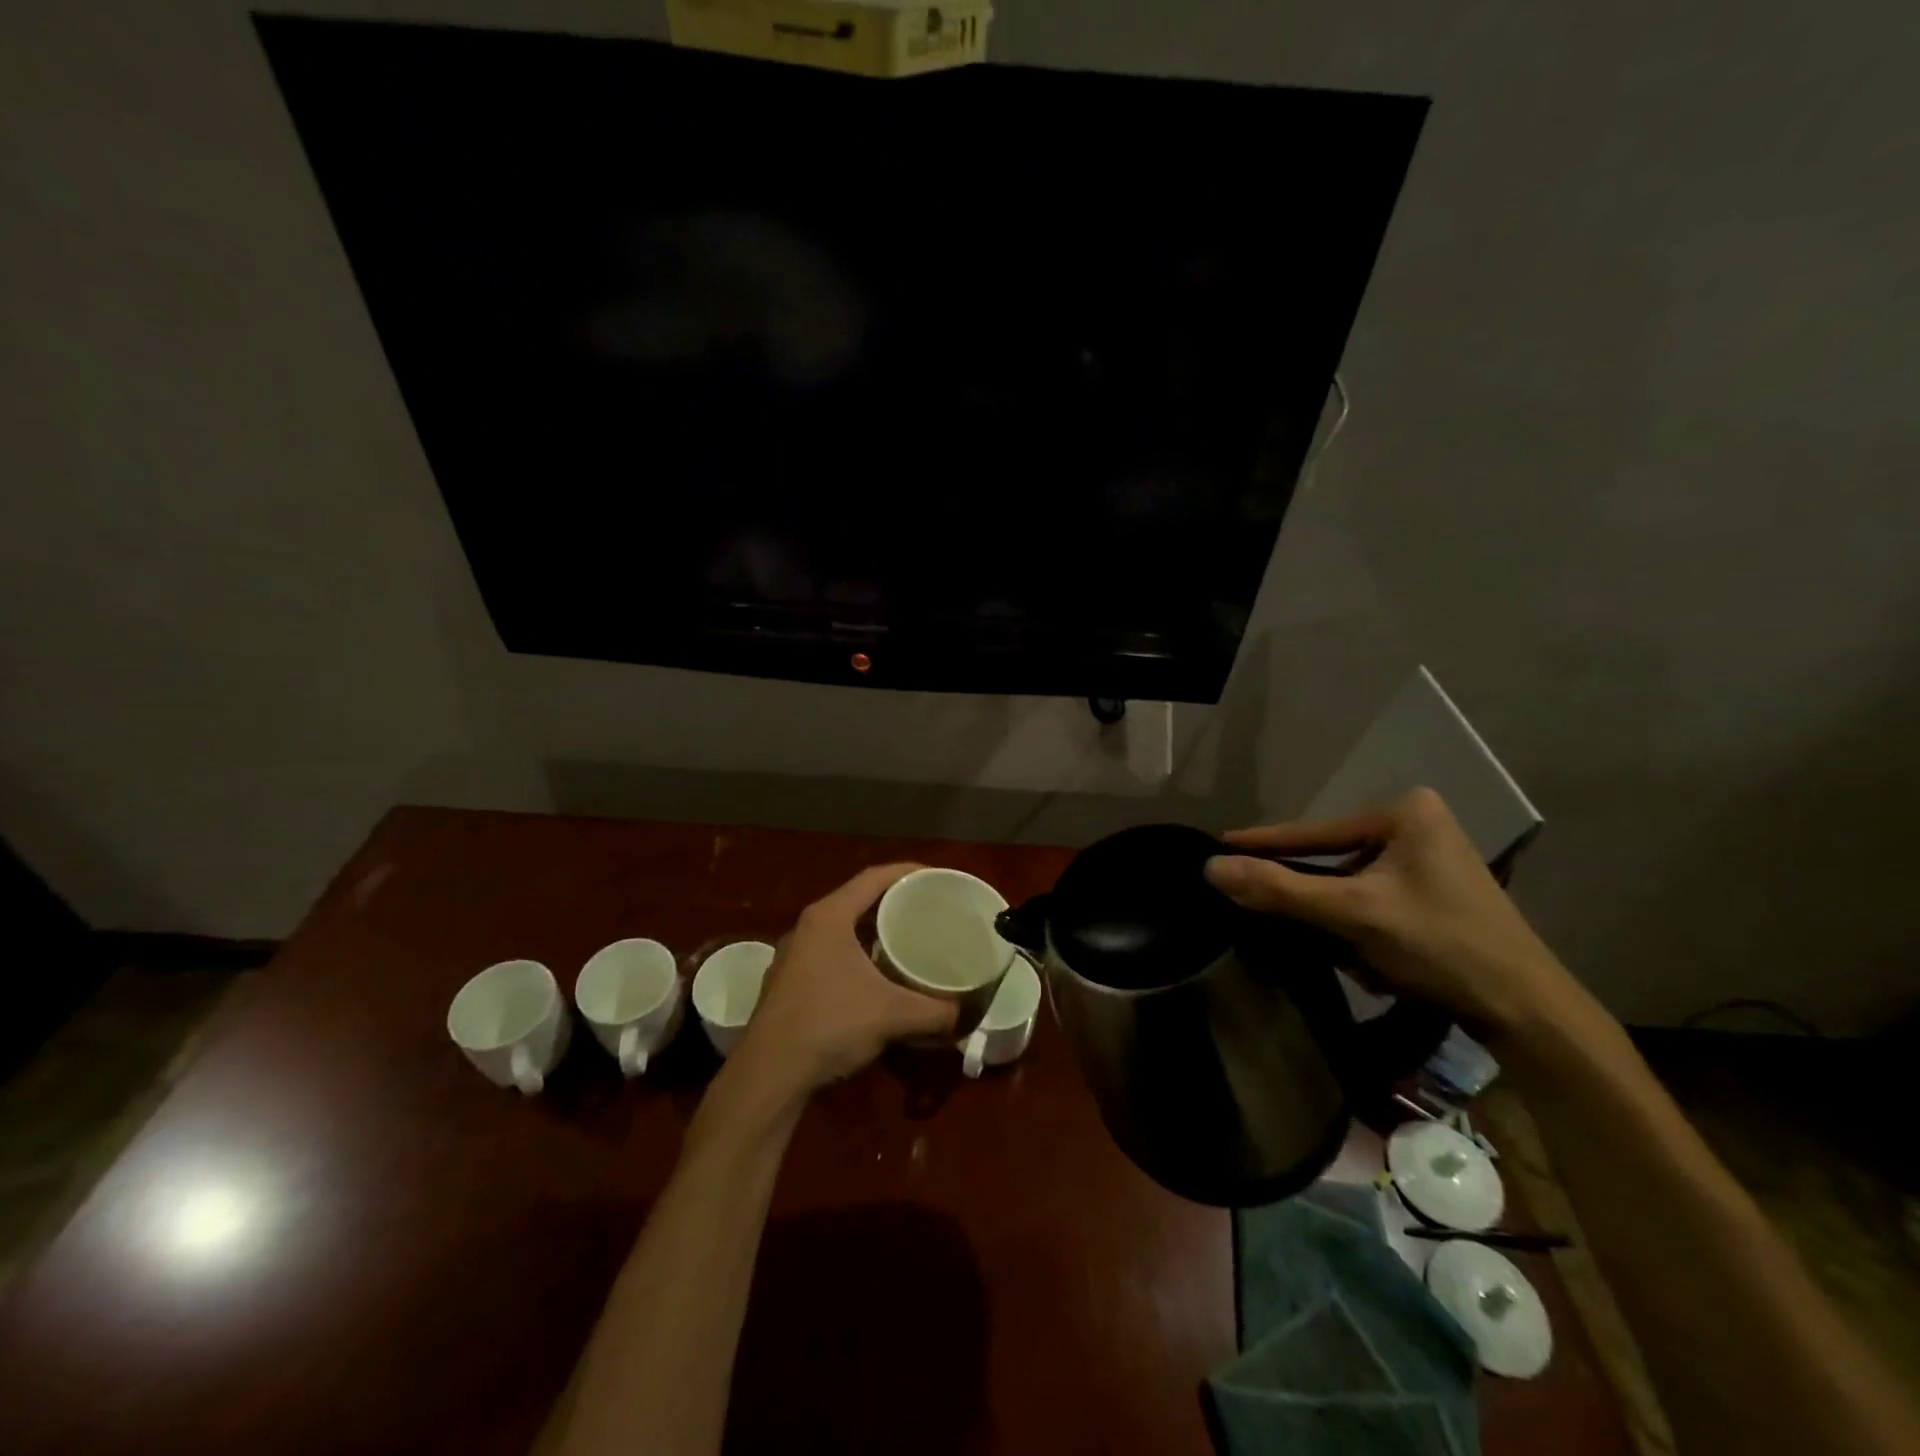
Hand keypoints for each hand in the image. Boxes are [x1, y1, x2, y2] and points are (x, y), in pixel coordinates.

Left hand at [734, 864, 959, 1093]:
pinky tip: (875, 976)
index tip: (936, 875)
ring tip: (906, 938)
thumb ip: (935, 1011)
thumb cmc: (829, 1025)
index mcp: (828, 917)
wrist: (768, 1074)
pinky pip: (830, 952)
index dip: (907, 871)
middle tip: (927, 908)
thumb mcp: (891, 1014)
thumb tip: (965, 1014)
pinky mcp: (788, 982)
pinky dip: (856, 953)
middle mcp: (807, 927)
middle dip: (893, 901)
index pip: (873, 877)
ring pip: (841, 928)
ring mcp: (793, 955)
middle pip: (856, 900)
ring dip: (873, 930)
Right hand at [1204, 788, 1580, 1034]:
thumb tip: (1211, 868)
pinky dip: (1359, 926)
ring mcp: (1429, 859)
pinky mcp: (1435, 891)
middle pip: (1332, 858)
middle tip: (1260, 908)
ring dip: (1335, 918)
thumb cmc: (1441, 946)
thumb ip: (1279, 888)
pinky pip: (1373, 899)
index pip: (1313, 831)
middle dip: (1309, 894)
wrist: (1528, 1011)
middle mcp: (1417, 824)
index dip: (1262, 843)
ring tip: (1336, 951)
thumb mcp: (1352, 914)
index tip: (1216, 845)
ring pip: (1351, 883)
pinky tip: (1368, 960)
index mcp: (1404, 812)